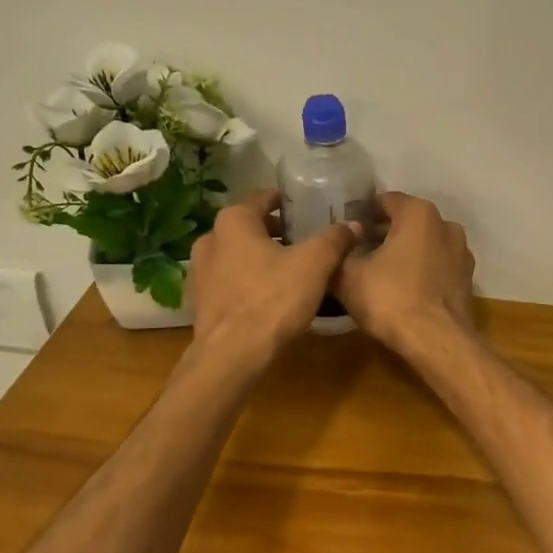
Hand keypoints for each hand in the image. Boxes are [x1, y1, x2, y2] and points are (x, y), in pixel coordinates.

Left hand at [187, 190, 358, 367]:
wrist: (232, 355)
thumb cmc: (273, 299)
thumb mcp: (315, 265)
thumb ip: (334, 239)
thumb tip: (354, 224)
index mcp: (234, 221)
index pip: (262, 198)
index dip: (286, 202)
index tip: (306, 209)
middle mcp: (209, 239)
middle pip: (248, 227)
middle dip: (274, 232)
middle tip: (302, 241)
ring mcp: (198, 272)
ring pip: (235, 255)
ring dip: (258, 258)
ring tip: (287, 270)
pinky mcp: (198, 301)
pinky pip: (227, 282)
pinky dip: (245, 282)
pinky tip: (265, 296)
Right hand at [332, 192, 475, 352]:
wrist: (437, 341)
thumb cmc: (390, 298)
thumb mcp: (348, 276)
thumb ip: (338, 254)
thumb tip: (334, 248)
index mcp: (419, 213)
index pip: (385, 200)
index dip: (362, 213)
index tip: (345, 230)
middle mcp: (446, 225)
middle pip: (407, 222)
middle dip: (383, 233)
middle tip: (357, 252)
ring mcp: (461, 253)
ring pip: (424, 244)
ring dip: (403, 253)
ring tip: (378, 272)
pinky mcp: (467, 280)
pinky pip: (437, 266)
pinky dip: (420, 271)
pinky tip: (403, 289)